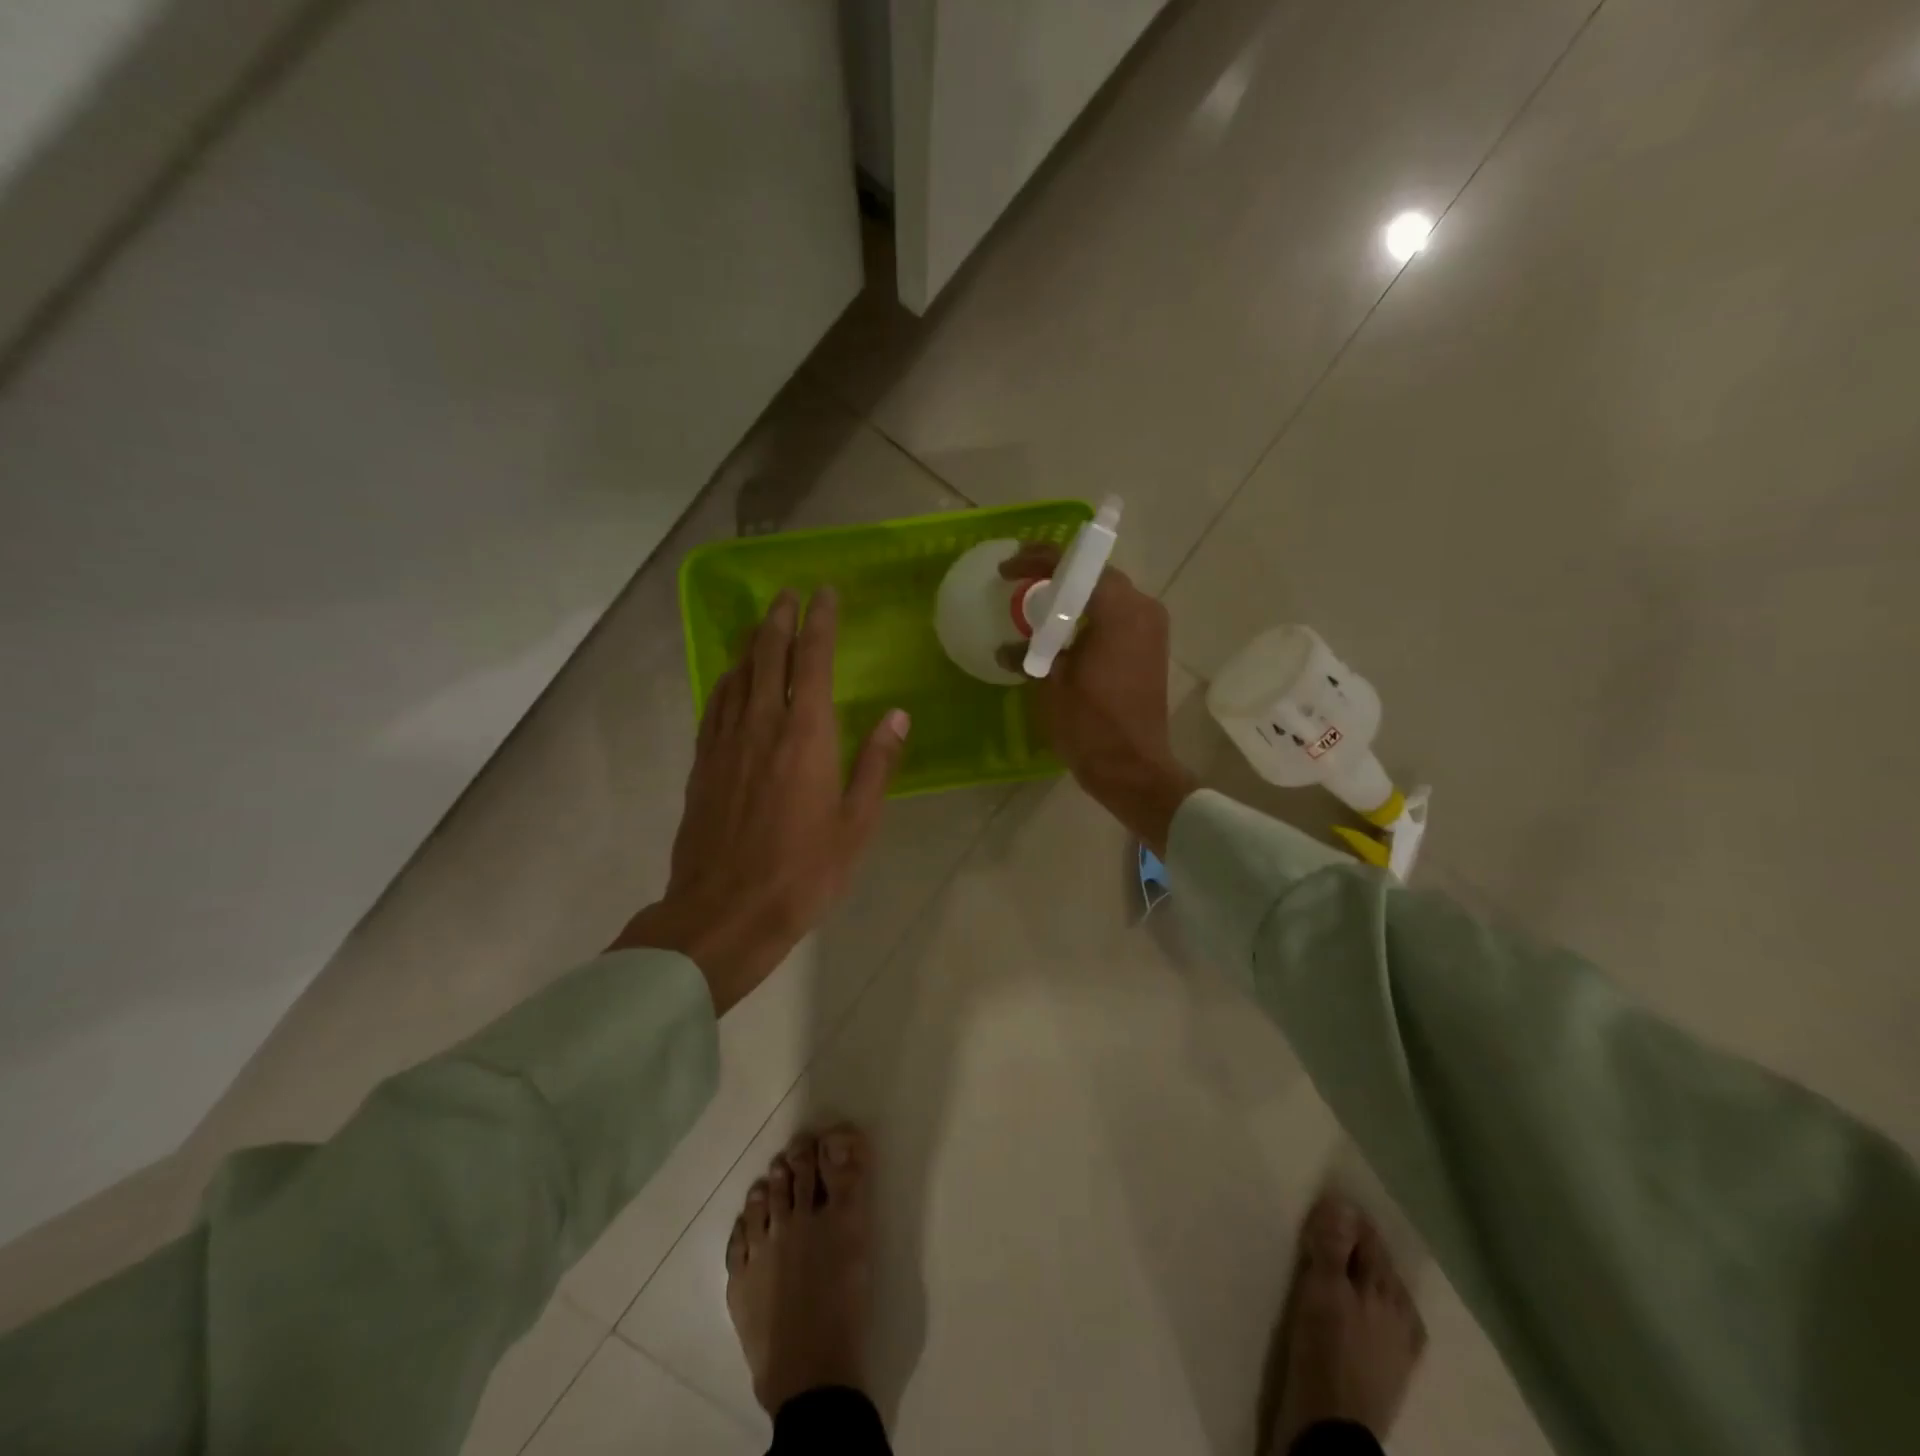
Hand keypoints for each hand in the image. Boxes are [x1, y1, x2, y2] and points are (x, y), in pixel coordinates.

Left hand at [615, 588, 908, 1012]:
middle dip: (780, 619)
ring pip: (738, 675)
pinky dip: (727, 680)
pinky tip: (730, 678)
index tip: (825, 593)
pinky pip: (715, 706)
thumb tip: (897, 716)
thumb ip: (876, 765)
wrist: (724, 912)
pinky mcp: (703, 764)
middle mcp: (762, 726)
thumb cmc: (803, 872)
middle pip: (768, 655)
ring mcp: (726, 743)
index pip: (813, 660)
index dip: (820, 622)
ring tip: (762, 623)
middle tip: (788, 593)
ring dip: (752, 642)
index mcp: (806, 736)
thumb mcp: (856, 824)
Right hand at [998, 545, 1196, 853]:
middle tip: (1021, 581)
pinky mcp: (1151, 650)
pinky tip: (1062, 631)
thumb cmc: (1090, 724)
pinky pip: (1117, 618)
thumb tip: (1007, 648)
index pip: (1077, 566)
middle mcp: (1143, 610)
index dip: (1038, 560)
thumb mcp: (1051, 683)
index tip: (1008, 569)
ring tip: (1037, 604)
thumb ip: (1031, 652)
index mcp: (1119, 610)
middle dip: (1056, 574)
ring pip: (1107, 597)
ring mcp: (1152, 630)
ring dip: (1073, 597)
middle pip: (1095, 576)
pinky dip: (1089, 617)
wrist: (1132, 768)